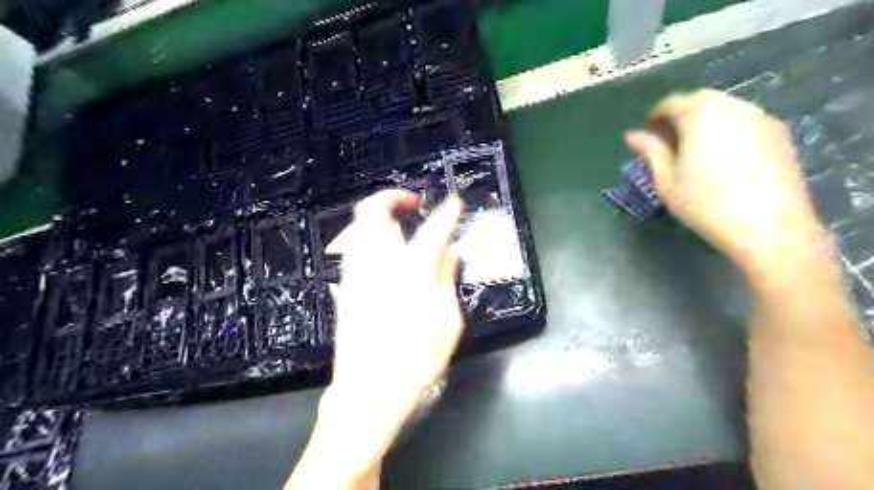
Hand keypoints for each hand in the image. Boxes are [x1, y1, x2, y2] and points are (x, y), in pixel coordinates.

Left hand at [319, 188, 464, 459]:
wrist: (368, 391)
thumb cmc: (416, 360)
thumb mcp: (447, 321)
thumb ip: (446, 278)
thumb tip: (452, 250)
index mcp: (410, 272)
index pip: (432, 229)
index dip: (446, 212)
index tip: (454, 203)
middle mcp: (377, 264)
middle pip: (373, 212)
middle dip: (392, 197)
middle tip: (412, 204)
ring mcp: (355, 274)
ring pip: (359, 227)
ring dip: (379, 217)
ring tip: (400, 228)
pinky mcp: (345, 287)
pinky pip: (355, 248)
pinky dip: (370, 239)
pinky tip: (386, 256)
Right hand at [629, 89, 826, 276]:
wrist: (769, 227)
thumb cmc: (706, 204)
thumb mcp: (667, 181)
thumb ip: (651, 152)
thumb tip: (632, 135)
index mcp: (700, 115)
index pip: (671, 103)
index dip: (654, 116)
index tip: (645, 134)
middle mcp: (732, 107)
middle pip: (699, 100)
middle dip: (679, 115)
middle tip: (666, 141)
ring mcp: (760, 118)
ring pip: (724, 108)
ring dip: (703, 120)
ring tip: (692, 148)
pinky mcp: (778, 133)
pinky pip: (743, 120)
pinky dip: (725, 128)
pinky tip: (719, 155)